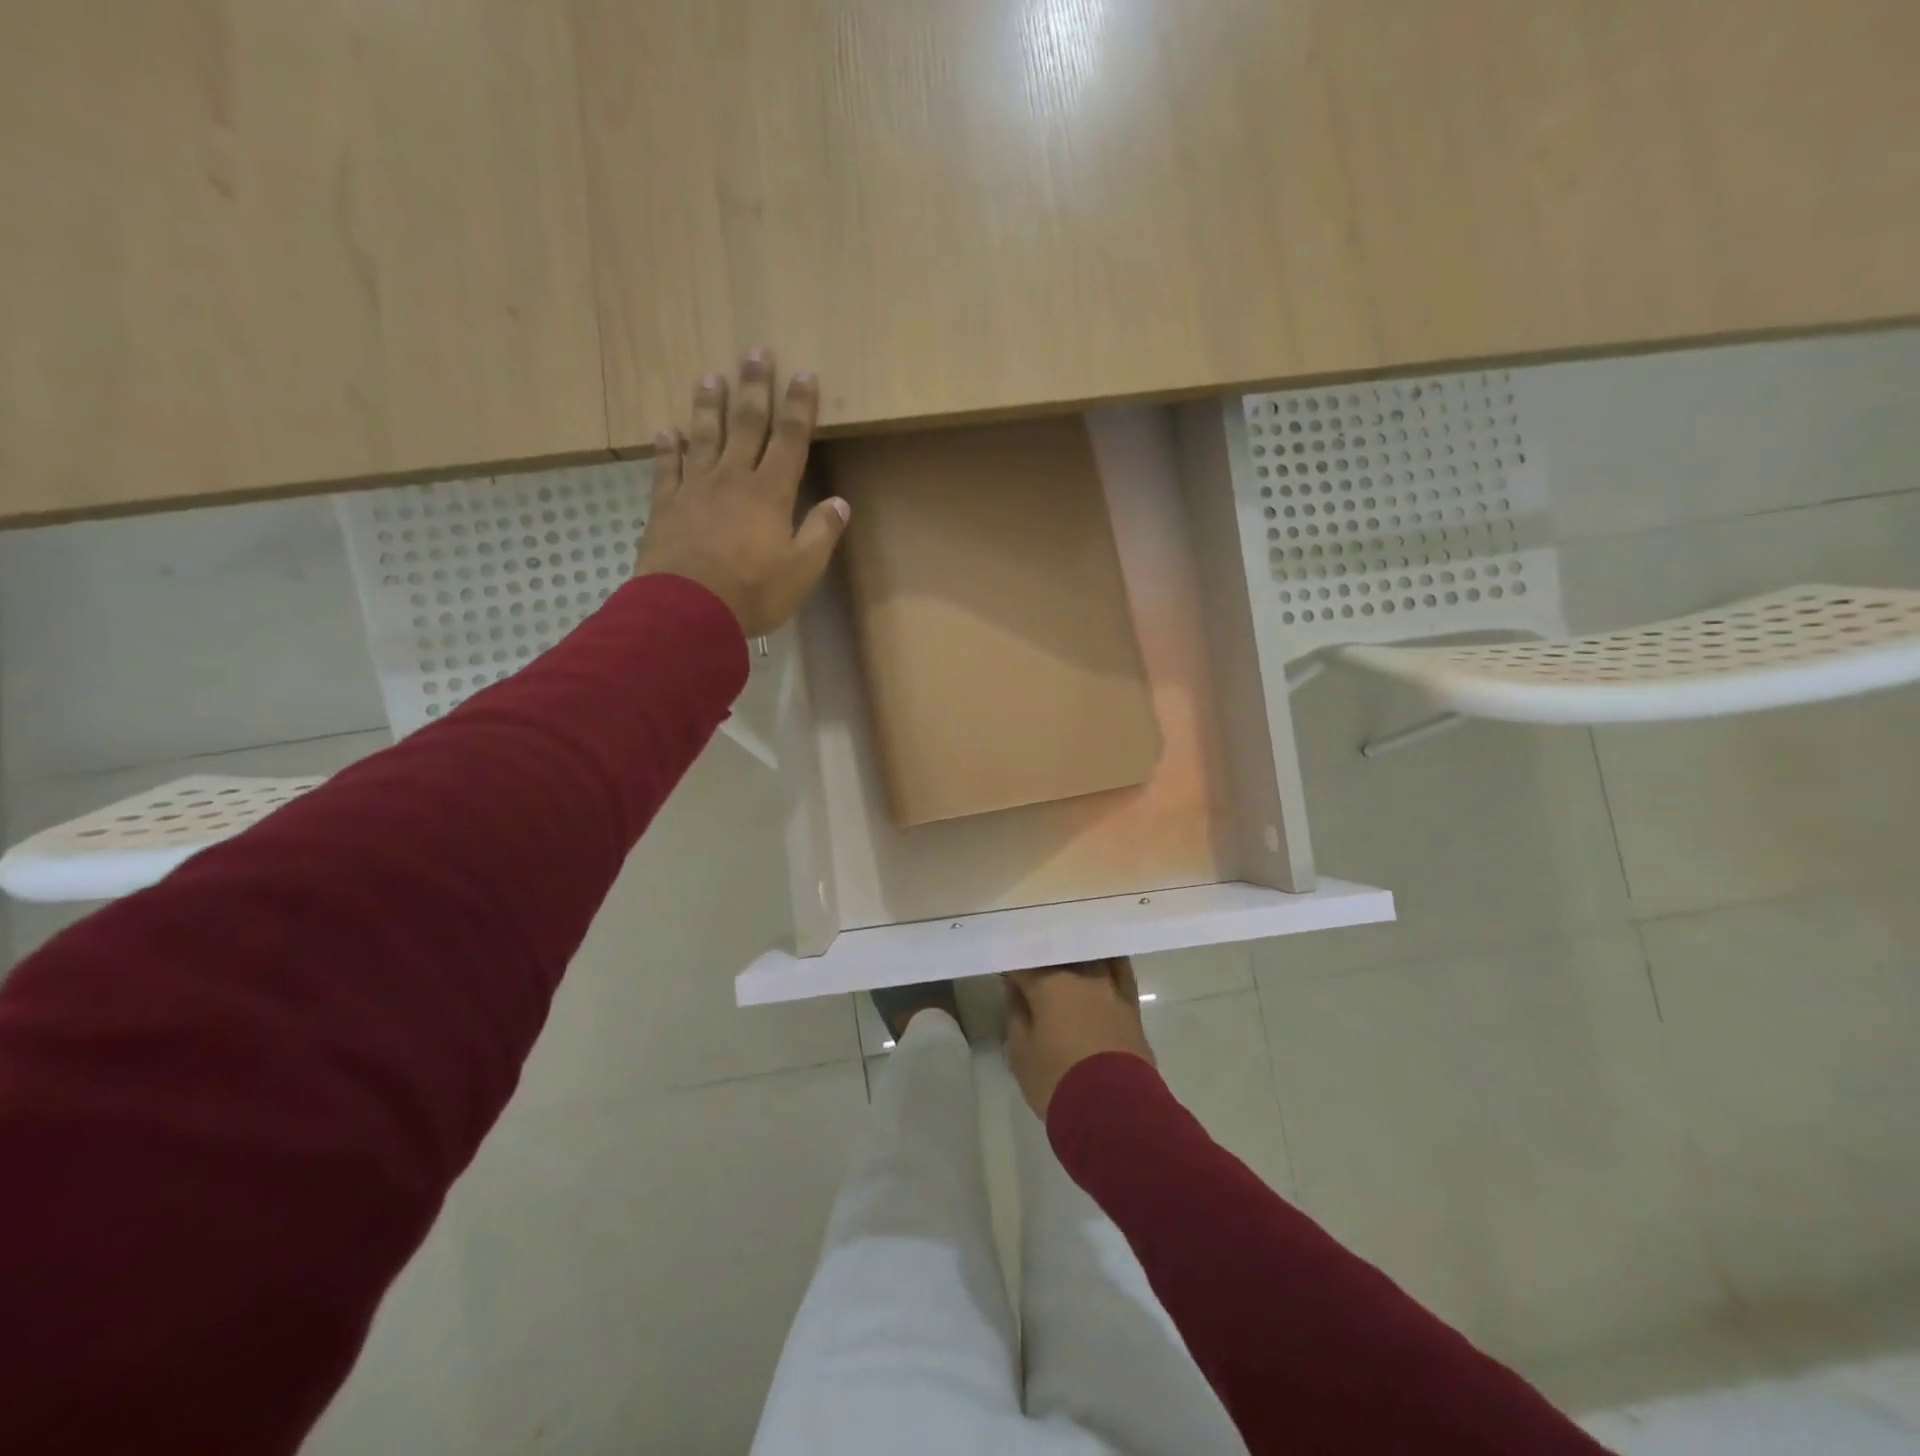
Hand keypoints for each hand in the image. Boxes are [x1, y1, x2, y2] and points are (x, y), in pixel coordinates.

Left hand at [636, 351, 848, 636]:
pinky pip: (666, 469)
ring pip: (703, 437)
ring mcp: (695, 489)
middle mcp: (732, 479)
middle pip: (746, 425)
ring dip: (708, 406)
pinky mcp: (665, 507)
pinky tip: (665, 431)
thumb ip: (820, 533)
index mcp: (770, 493)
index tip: (803, 374)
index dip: (798, 407)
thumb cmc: (752, 592)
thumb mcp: (802, 570)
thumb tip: (840, 503)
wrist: (687, 610)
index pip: (790, 440)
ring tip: (710, 376)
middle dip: (754, 388)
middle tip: (755, 351)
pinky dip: (666, 448)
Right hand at [1004, 958, 1155, 1118]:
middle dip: (1043, 961)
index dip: (1013, 969)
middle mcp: (1080, 976)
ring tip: (1065, 966)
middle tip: (1032, 972)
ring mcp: (1110, 987)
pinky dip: (1109, 962)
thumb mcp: (1020, 1053)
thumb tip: (1015, 989)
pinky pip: (1120, 970)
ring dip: (1075, 958)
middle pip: (1058, 955)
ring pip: (1089, 957)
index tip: (1006, 975)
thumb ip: (1016, 1013)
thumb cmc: (1057, 1080)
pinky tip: (1102, 961)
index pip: (1024, 965)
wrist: (1114, 1110)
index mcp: (1047, 984)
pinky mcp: (1131, 1004)